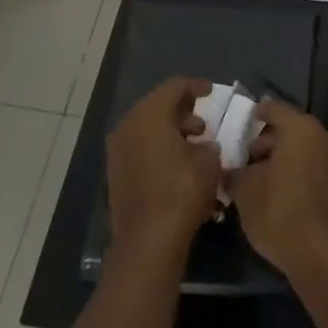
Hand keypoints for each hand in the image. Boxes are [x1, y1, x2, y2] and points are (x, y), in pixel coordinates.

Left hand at [106, 75, 221, 262]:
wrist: (148, 241)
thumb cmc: (181, 191)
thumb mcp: (209, 161)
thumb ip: (208, 145)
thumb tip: (205, 147)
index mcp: (149, 114)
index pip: (174, 87)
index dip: (195, 86)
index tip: (211, 91)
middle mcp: (128, 126)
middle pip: (157, 106)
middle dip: (182, 111)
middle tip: (203, 123)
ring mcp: (117, 151)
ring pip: (147, 128)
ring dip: (171, 131)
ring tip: (195, 146)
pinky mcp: (115, 174)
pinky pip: (140, 148)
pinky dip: (159, 148)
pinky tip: (178, 164)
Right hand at [227, 99, 327, 278]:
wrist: (319, 253)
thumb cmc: (278, 211)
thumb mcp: (245, 190)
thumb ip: (235, 172)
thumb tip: (229, 169)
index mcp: (300, 128)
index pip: (274, 109)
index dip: (257, 113)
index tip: (245, 120)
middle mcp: (322, 136)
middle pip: (290, 128)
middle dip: (267, 141)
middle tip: (246, 157)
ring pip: (303, 148)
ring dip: (282, 157)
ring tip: (259, 178)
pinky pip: (313, 165)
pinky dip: (296, 169)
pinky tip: (278, 190)